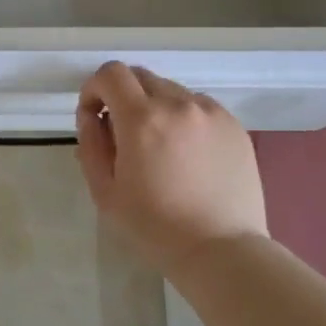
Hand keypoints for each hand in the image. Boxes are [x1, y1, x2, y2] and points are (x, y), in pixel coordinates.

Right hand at [76, 62, 268, 266]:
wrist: (221, 251)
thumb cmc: (155, 227)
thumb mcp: (105, 190)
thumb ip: (91, 144)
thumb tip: (92, 116)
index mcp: (142, 118)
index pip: (111, 74)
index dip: (94, 88)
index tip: (94, 116)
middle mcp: (178, 104)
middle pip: (141, 76)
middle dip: (123, 96)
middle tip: (123, 133)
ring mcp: (211, 112)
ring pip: (171, 91)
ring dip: (155, 107)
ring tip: (159, 147)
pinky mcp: (234, 125)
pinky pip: (199, 107)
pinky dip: (184, 119)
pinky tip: (188, 155)